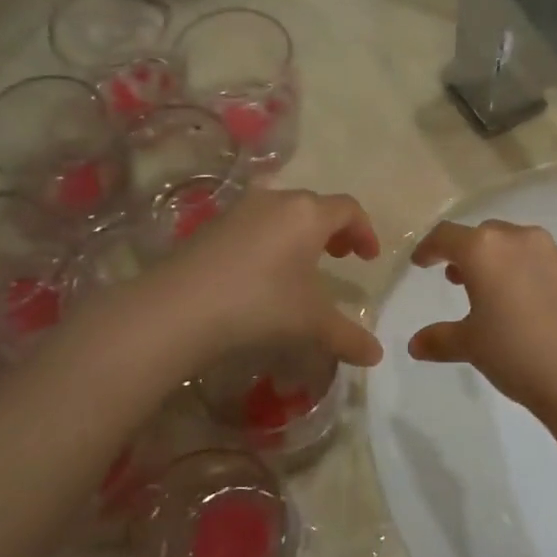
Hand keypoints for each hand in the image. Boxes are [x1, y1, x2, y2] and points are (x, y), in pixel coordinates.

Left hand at [133, 189, 382, 373]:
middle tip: (340, 256)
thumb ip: (348, 337)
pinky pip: (253, 224)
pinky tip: (261, 272)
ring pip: (281, 211)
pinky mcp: (210, 225)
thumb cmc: (261, 305)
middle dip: (333, 229)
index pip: (348, 208)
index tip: (368, 258)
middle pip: (314, 205)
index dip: (365, 230)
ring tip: (301, 264)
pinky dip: (269, 239)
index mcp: (308, 214)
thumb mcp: (312, 324)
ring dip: (299, 232)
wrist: (180, 308)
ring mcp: (239, 210)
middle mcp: (275, 200)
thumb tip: (376, 355)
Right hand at [405, 220, 556, 422]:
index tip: (420, 263)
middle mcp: (519, 239)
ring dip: (494, 260)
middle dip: (465, 253)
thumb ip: (440, 339)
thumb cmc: (516, 351)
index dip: (429, 248)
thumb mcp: (471, 346)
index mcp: (485, 249)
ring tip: (485, 290)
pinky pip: (536, 260)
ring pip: (513, 244)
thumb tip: (415, 345)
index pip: (447, 236)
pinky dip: (520, 271)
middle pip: (483, 235)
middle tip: (453, 278)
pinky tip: (520, 302)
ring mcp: (552, 253)